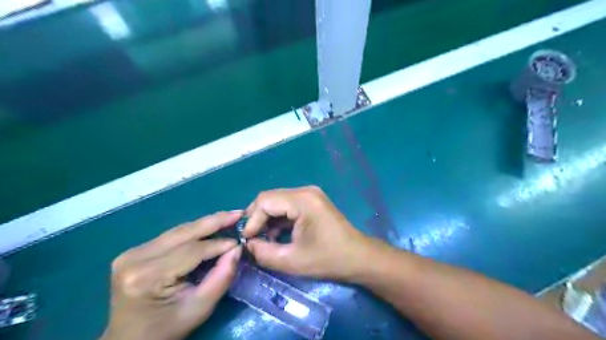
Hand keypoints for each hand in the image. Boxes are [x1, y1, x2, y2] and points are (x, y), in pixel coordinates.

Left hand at [100, 211, 243, 339]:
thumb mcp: (200, 308)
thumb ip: (221, 277)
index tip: (240, 240)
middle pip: (184, 233)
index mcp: (148, 277)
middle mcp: (135, 259)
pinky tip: (209, 227)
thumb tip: (237, 248)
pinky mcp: (134, 251)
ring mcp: (132, 252)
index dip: (219, 244)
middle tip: (238, 213)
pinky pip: (171, 236)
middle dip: (215, 221)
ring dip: (205, 223)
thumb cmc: (167, 328)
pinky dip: (193, 231)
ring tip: (228, 217)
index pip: (192, 251)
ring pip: (178, 231)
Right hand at [242, 187, 373, 281]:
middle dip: (257, 218)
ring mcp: (310, 195)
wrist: (359, 257)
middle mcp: (305, 191)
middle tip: (251, 239)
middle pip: (270, 198)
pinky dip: (278, 219)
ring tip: (262, 240)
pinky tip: (276, 235)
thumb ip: (264, 252)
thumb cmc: (328, 259)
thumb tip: (248, 245)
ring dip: (267, 219)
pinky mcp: (312, 202)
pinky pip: (288, 206)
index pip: (265, 201)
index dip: (252, 220)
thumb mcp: (292, 260)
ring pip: (278, 202)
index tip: (246, 240)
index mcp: (302, 200)